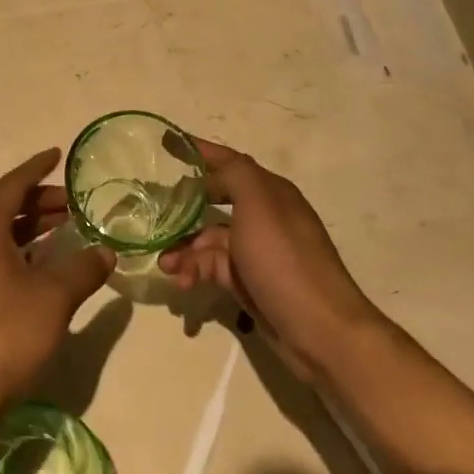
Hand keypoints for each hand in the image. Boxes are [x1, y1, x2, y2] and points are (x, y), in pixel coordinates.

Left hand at [0, 148, 116, 408]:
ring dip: (34, 228)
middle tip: (74, 202)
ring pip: (4, 238)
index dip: (34, 169)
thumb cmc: (4, 333)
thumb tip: (106, 252)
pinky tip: (50, 267)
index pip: (10, 187)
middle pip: (6, 210)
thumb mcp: (53, 298)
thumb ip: (82, 270)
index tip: (57, 156)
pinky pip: (2, 260)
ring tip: (68, 228)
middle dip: (39, 201)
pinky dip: (27, 254)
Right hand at [158, 139, 381, 380]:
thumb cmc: (285, 260)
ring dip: (184, 249)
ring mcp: (256, 252)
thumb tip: (210, 166)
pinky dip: (194, 272)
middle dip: (183, 208)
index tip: (166, 143)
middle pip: (214, 201)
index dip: (198, 151)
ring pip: (208, 239)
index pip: (229, 162)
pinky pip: (212, 268)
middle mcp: (264, 217)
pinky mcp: (249, 282)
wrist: (320, 331)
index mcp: (270, 192)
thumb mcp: (259, 205)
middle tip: (152, 213)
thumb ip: (235, 174)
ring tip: (165, 265)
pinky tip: (182, 283)